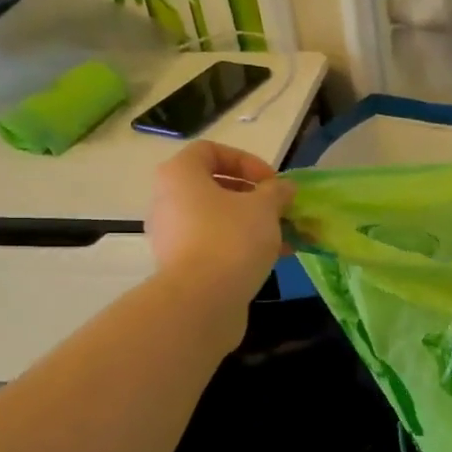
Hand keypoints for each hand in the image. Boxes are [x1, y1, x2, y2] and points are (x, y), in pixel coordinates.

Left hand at [148, 142, 293, 333]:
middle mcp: (167, 200)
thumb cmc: (231, 239)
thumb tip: (284, 188)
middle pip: (214, 187)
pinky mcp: (180, 265)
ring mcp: (171, 235)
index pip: (210, 151)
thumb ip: (277, 192)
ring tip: (283, 237)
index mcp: (180, 175)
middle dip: (253, 197)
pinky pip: (214, 244)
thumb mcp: (265, 208)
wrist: (202, 300)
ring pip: (217, 219)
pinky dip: (240, 245)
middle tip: (279, 209)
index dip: (245, 161)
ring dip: (251, 223)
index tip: (271, 182)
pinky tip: (272, 258)